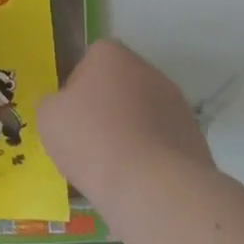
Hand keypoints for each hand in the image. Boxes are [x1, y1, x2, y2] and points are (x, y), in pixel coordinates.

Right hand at [36, 40, 213, 207]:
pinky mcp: (195, 138)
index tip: (72, 115)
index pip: (91, 60)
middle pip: (119, 85)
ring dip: (131, 133)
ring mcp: (177, 104)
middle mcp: (148, 70)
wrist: (154, 188)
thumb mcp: (48, 118)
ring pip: (143, 115)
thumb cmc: (92, 140)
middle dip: (106, 109)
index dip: (78, 87)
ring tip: (115, 168)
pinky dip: (151, 157)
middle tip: (90, 141)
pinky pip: (162, 142)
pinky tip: (138, 181)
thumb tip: (62, 107)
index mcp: (111, 55)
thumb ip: (52, 104)